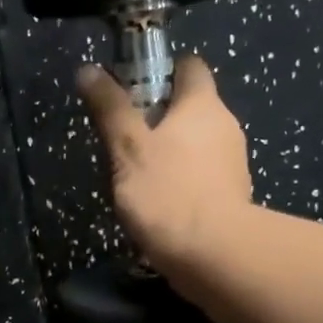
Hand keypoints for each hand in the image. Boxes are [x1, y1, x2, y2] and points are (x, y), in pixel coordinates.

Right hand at [77, 54, 252, 278]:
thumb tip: (89, 70)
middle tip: (124, 136)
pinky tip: (160, 202)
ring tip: (136, 174)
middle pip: (193, 107)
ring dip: (171, 151)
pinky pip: (203, 175)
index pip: (190, 67)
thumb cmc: (167, 192)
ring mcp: (233, 163)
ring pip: (198, 144)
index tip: (133, 88)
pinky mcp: (233, 196)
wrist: (214, 255)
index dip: (163, 70)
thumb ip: (110, 109)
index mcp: (203, 105)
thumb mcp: (127, 148)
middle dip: (161, 116)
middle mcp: (225, 126)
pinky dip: (183, 180)